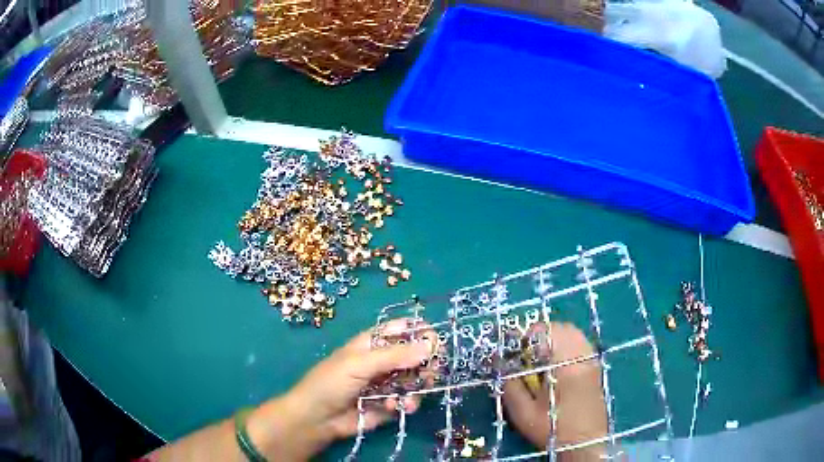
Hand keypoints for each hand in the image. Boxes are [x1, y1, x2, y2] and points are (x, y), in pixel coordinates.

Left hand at [248, 319, 434, 460]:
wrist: (317, 418)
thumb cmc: (332, 383)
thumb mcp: (360, 364)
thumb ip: (395, 355)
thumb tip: (429, 345)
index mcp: (374, 342)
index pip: (404, 329)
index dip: (421, 334)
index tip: (436, 345)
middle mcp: (384, 360)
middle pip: (416, 355)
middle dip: (426, 365)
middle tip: (429, 374)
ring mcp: (387, 382)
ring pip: (416, 379)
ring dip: (417, 388)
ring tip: (410, 399)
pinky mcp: (389, 403)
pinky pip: (408, 399)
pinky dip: (406, 403)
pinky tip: (395, 408)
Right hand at [503, 322, 607, 460]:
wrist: (585, 442)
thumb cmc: (554, 429)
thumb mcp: (524, 413)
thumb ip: (511, 387)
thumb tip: (502, 366)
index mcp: (564, 364)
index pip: (545, 332)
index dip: (525, 337)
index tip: (515, 351)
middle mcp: (581, 356)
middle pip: (561, 327)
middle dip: (540, 334)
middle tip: (526, 354)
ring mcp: (591, 360)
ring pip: (573, 333)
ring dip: (554, 338)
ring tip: (541, 357)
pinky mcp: (596, 367)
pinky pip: (581, 343)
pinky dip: (567, 344)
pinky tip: (558, 363)